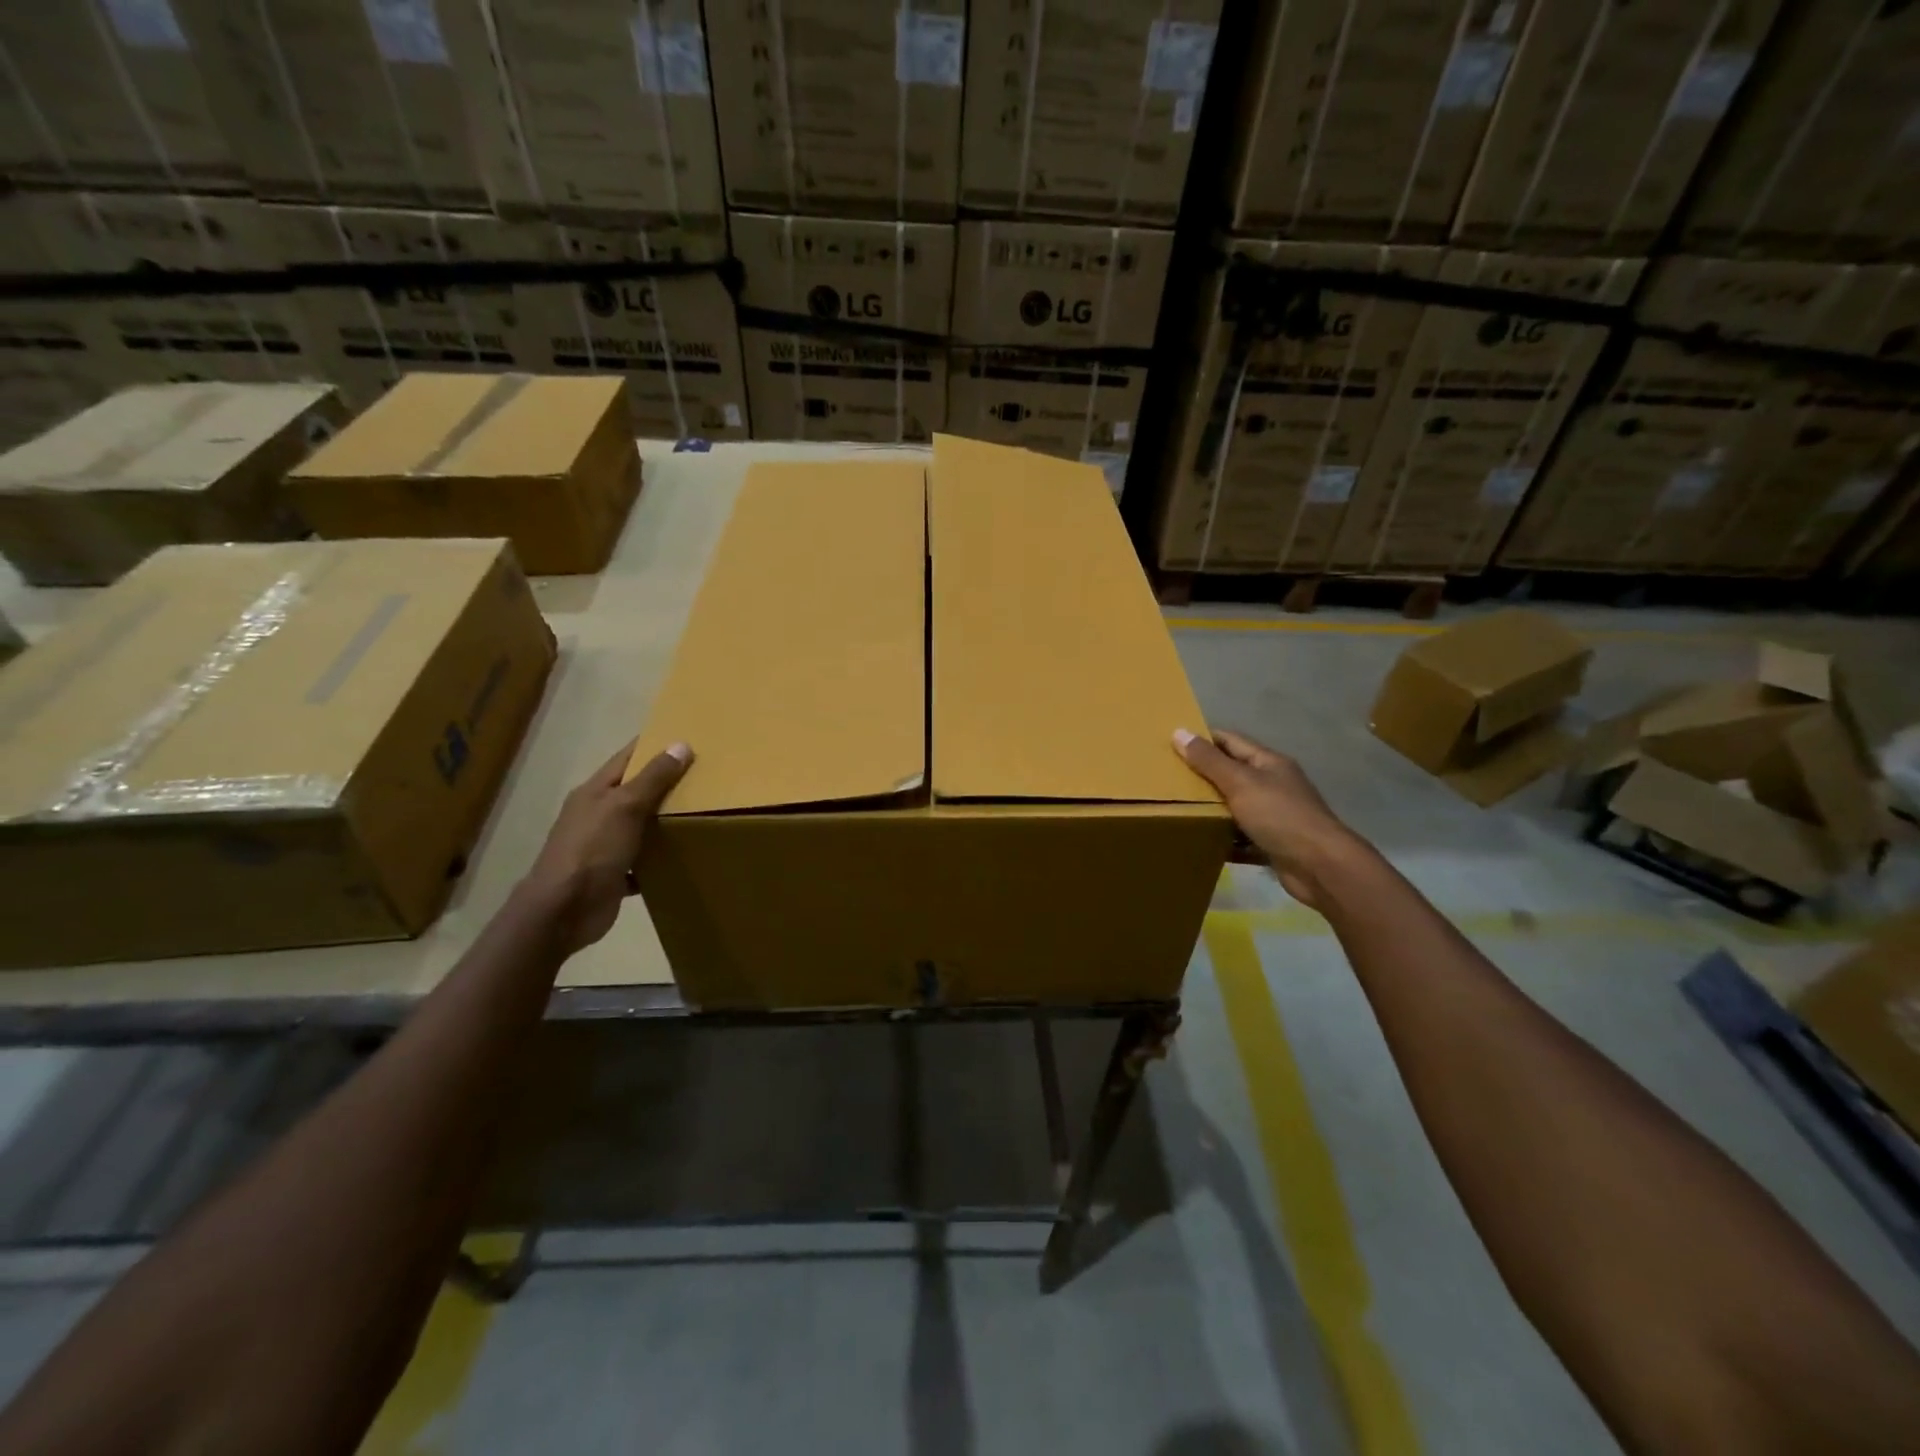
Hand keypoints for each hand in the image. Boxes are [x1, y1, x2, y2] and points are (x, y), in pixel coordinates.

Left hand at [522, 739, 692, 954]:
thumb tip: (681, 745)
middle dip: (666, 783)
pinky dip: (660, 857)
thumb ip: (653, 778)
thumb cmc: (592, 849)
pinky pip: (643, 860)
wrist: (563, 911)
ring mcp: (603, 846)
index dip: (653, 746)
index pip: (627, 758)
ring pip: (640, 826)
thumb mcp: (625, 807)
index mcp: (595, 792)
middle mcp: (597, 815)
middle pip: (635, 791)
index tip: (686, 737)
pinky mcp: (613, 874)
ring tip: (704, 812)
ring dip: (665, 822)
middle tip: (707, 775)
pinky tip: (684, 855)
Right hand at [1175, 727, 1366, 909]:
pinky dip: (1222, 840)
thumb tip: (1178, 732)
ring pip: (1235, 807)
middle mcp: (1273, 786)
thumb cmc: (1280, 816)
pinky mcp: (1272, 844)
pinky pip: (1240, 838)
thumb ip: (1209, 761)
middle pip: (1232, 774)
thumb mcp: (1240, 783)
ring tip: (1177, 810)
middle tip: (1167, 779)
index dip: (1203, 740)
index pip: (1230, 741)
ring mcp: (1275, 816)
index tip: (1172, 744)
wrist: (1320, 867)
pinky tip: (1200, 842)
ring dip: (1211, 810)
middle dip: (1203, 776)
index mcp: (1269, 763)